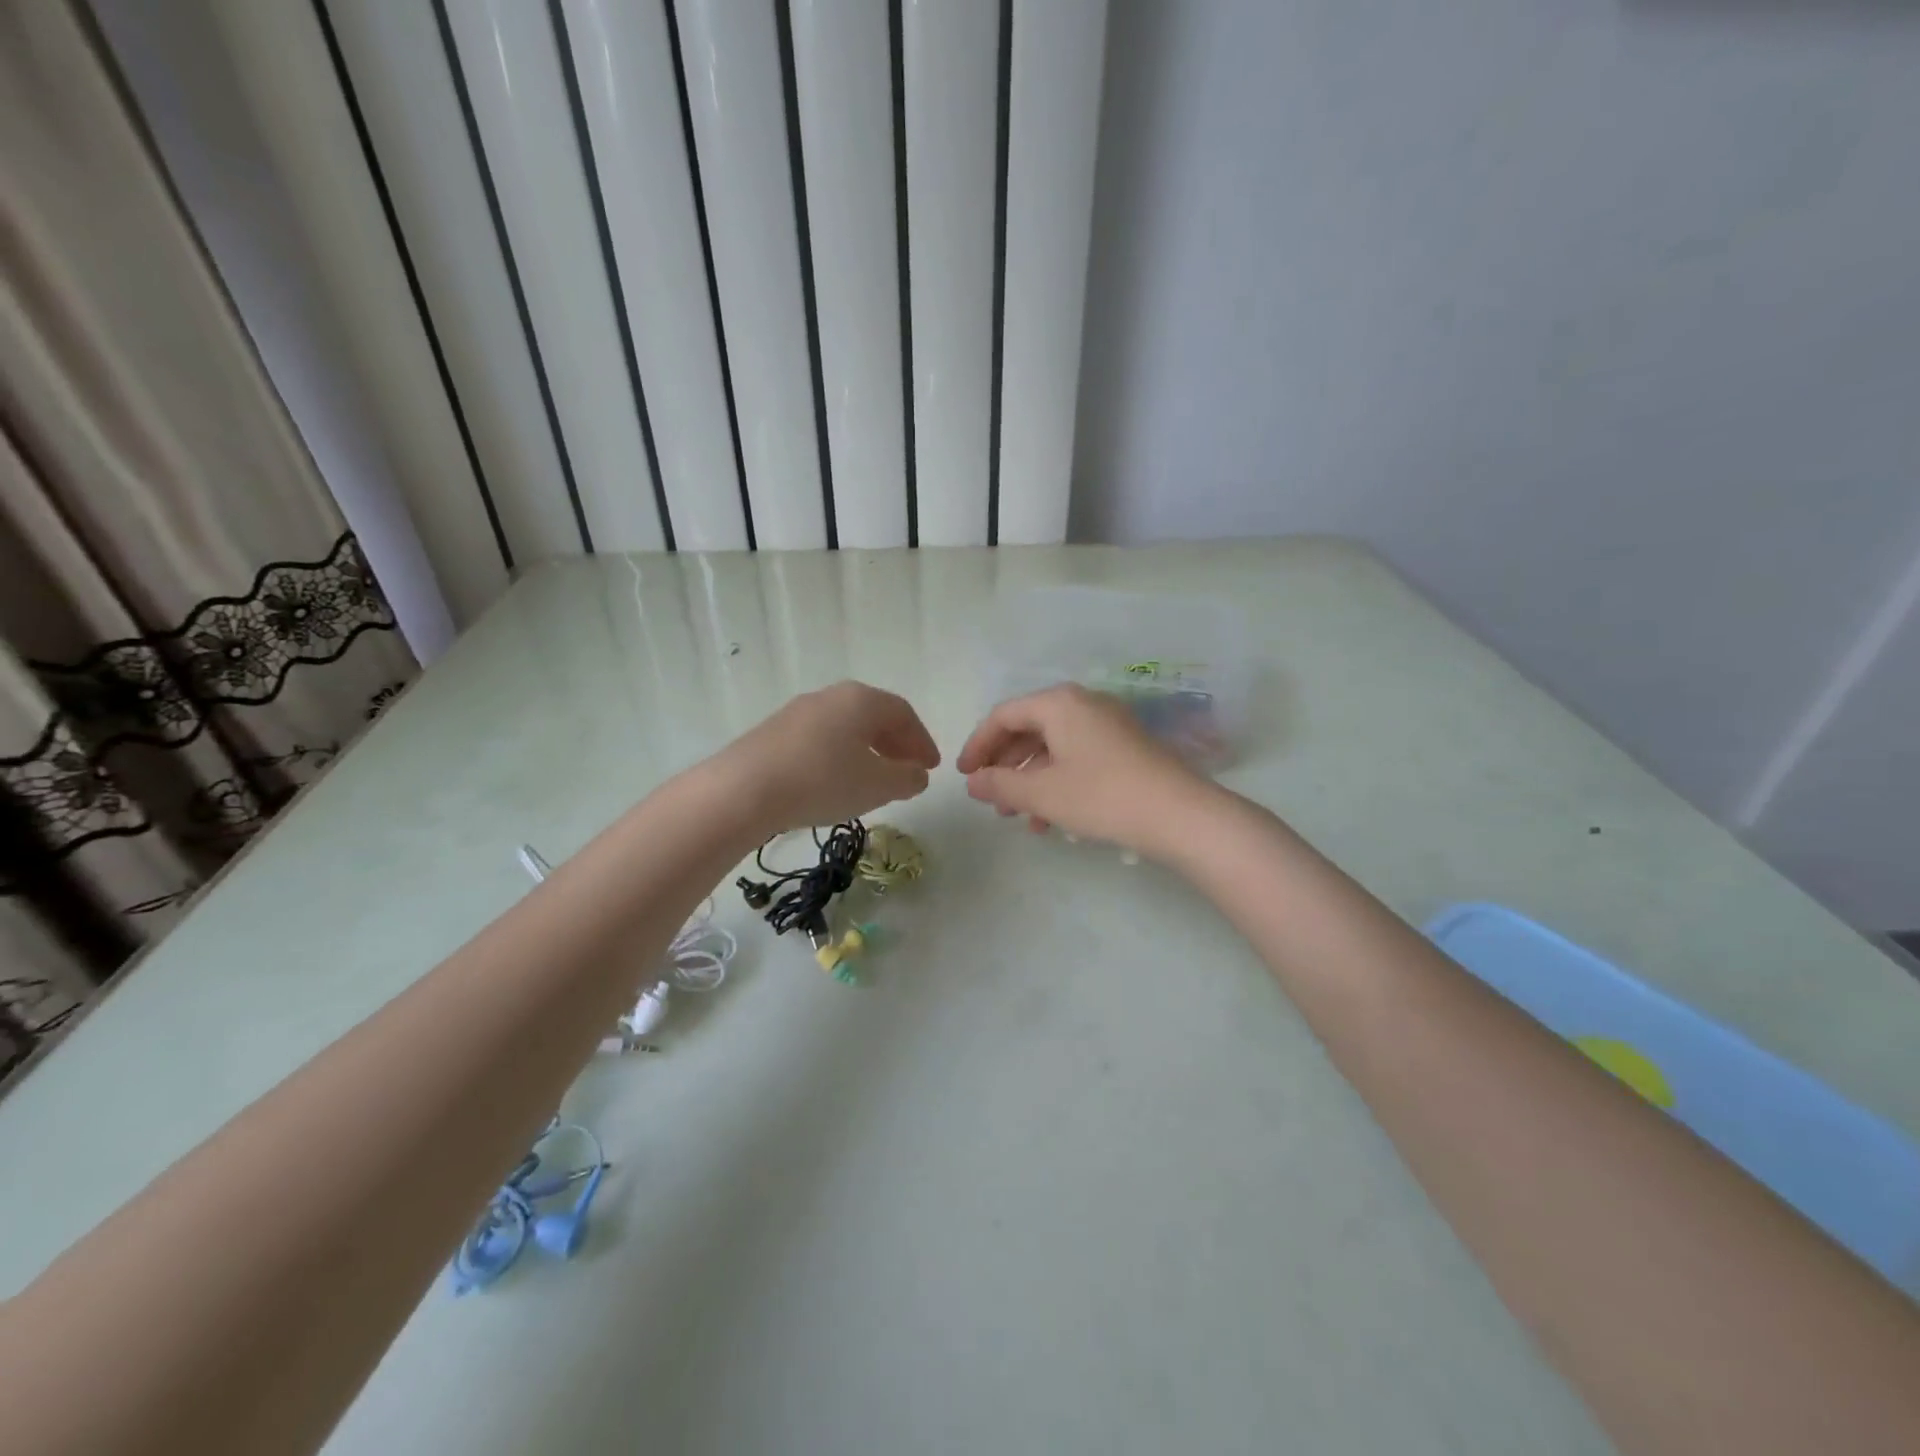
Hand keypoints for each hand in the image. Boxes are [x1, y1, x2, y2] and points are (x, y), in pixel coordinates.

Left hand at [714, 681, 939, 832]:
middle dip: (895, 744)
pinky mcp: (773, 733)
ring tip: (873, 780)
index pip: (903, 714)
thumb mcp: (877, 786)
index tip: (930, 768)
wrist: (743, 790)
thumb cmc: (822, 781)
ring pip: (845, 728)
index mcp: (861, 700)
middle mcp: (830, 696)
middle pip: (873, 716)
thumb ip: (907, 778)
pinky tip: (835, 782)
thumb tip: (918, 774)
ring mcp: (798, 712)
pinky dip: (839, 756)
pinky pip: (820, 739)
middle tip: (907, 771)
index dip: (922, 741)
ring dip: (867, 751)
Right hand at [956, 684, 1211, 857]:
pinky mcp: (1125, 747)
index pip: (1003, 716)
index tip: (964, 776)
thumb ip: (1000, 785)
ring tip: (1018, 817)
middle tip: (990, 799)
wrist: (1180, 814)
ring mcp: (1107, 724)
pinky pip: (1077, 757)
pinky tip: (1051, 820)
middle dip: (1004, 766)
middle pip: (1028, 729)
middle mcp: (1083, 704)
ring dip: (1030, 780)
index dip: (977, 746)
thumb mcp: (1042, 794)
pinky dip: (1057, 782)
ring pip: (1053, 747)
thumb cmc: (1101, 796)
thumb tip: (972, 782)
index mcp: (1059, 703)